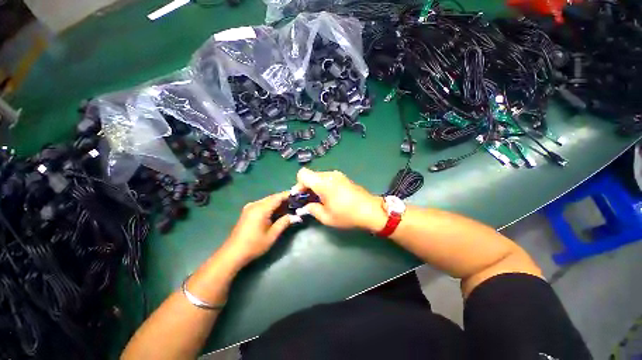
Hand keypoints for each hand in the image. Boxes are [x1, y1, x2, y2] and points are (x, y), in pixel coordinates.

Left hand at [225, 191, 292, 263]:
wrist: (233, 253)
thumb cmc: (254, 245)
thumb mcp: (272, 235)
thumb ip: (284, 222)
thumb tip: (295, 216)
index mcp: (261, 209)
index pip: (278, 197)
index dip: (288, 195)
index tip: (298, 195)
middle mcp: (255, 204)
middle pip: (273, 198)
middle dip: (284, 199)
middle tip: (296, 203)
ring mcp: (250, 207)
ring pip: (267, 201)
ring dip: (278, 203)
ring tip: (289, 207)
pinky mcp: (248, 211)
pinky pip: (262, 205)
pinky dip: (271, 206)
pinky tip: (277, 212)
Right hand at [295, 168, 386, 230]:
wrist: (371, 210)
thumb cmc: (347, 215)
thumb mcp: (326, 217)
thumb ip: (312, 209)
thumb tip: (306, 206)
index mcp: (323, 183)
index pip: (303, 174)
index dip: (299, 184)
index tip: (302, 196)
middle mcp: (329, 175)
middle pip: (311, 175)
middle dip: (306, 187)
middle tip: (309, 201)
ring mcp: (338, 174)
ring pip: (319, 176)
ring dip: (315, 186)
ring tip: (320, 200)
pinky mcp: (343, 177)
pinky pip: (328, 178)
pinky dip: (324, 185)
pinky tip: (329, 196)